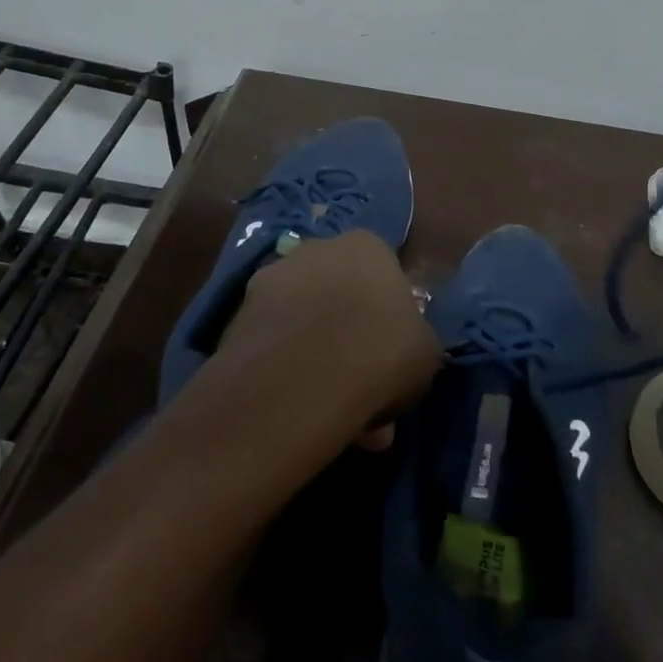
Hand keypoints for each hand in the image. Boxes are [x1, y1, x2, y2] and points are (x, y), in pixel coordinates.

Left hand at [210, 229, 443, 453]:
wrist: (302, 377)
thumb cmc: (382, 350)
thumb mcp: (427, 350)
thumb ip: (413, 341)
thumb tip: (400, 353)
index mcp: (366, 246)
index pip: (383, 274)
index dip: (388, 318)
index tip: (392, 356)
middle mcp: (315, 250)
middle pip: (338, 296)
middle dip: (349, 341)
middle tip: (364, 392)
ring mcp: (270, 280)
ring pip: (304, 324)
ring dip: (318, 361)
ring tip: (333, 415)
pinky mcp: (236, 317)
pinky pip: (274, 346)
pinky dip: (286, 374)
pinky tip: (300, 414)